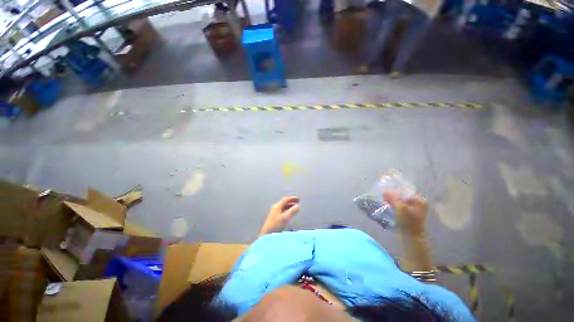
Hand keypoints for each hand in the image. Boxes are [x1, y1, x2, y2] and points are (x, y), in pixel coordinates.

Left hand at [258, 196, 299, 236]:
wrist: (267, 233)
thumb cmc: (276, 225)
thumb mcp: (286, 217)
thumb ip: (292, 211)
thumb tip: (297, 206)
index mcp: (277, 207)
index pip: (285, 200)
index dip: (292, 198)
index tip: (299, 199)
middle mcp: (275, 209)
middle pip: (284, 203)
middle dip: (291, 202)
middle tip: (297, 203)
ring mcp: (274, 214)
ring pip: (283, 208)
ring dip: (289, 207)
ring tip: (295, 208)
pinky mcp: (274, 219)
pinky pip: (282, 212)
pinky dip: (287, 211)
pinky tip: (289, 215)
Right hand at [383, 192, 426, 235]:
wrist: (412, 239)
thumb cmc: (408, 223)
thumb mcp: (400, 208)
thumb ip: (393, 199)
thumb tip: (385, 192)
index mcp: (419, 200)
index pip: (405, 192)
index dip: (395, 192)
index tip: (386, 195)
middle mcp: (419, 204)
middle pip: (404, 198)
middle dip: (395, 199)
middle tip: (385, 200)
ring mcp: (416, 212)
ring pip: (403, 205)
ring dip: (395, 205)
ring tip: (386, 206)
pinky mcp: (412, 219)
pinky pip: (403, 211)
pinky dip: (397, 211)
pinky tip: (391, 212)